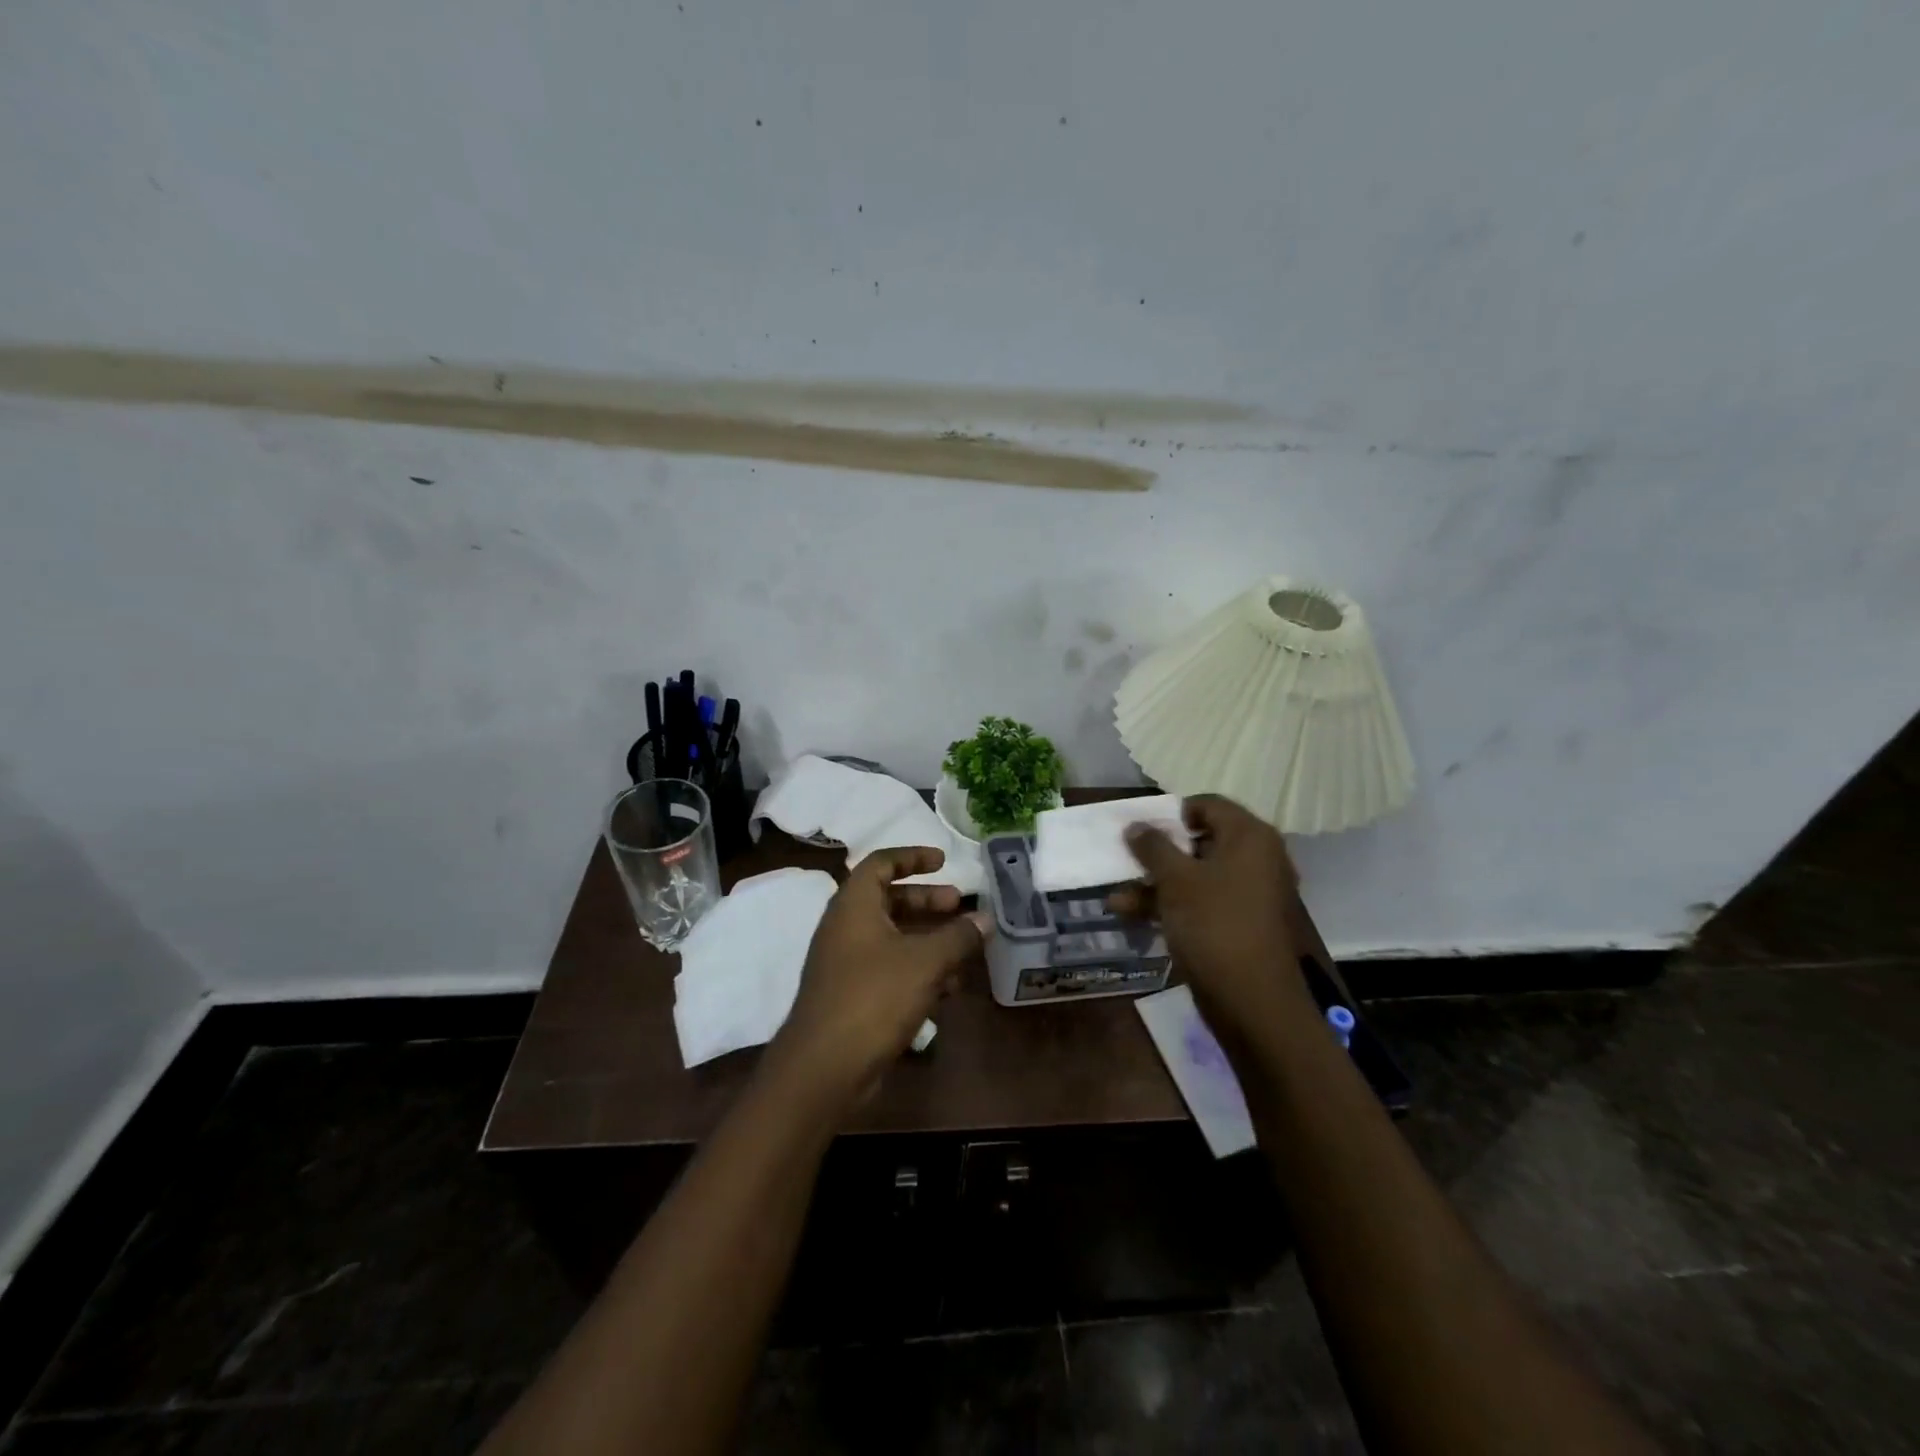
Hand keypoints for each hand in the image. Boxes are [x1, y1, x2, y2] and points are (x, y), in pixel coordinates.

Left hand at [771, 847, 987, 1104]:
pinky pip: (890, 970)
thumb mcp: (925, 962)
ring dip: (928, 940)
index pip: (881, 863)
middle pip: (889, 900)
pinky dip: (918, 970)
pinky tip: (948, 990)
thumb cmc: (873, 998)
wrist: (823, 1068)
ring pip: (893, 938)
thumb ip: (958, 937)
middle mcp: (846, 928)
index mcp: (854, 906)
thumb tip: (985, 919)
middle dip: (927, 901)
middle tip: (960, 906)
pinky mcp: (852, 996)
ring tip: (964, 951)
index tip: (944, 861)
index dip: (913, 857)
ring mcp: (846, 964)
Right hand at [1111, 795, 1311, 1039]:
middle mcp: (1255, 859)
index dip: (1170, 813)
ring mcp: (1248, 893)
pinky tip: (1131, 916)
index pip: (1207, 804)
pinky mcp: (1238, 923)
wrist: (1252, 1002)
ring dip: (1155, 883)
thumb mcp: (1175, 880)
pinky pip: (1201, 902)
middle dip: (1156, 853)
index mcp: (1249, 837)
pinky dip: (1170, 905)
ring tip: (1116, 898)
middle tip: (1124, 859)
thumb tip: (1136, 826)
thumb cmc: (1214, 926)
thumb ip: (1153, 847)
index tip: (1138, 828)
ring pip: (1195, 875)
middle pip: (1199, 841)